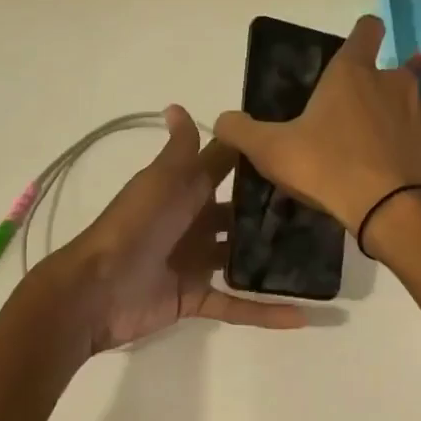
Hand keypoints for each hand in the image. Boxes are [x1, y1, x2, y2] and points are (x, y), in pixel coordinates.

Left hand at [50, 105, 307, 351]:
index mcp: (185, 190)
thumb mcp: (160, 180)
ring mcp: (195, 263)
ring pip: (243, 259)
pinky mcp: (195, 298)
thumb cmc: (134, 226)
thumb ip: (180, 150)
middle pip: (240, 215)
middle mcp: (193, 223)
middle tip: (323, 210)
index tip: (300, 148)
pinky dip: (264, 312)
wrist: (97, 289)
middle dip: (275, 212)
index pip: (226, 168)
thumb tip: (177, 105)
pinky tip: (302, 315)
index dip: (257, 158)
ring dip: (274, 260)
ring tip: (322, 258)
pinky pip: (236, 305)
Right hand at [214, 15, 420, 236]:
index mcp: (353, 73)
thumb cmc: (328, 168)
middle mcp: (395, 81)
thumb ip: (241, 131)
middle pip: (386, 74)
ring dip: (397, 120)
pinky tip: (400, 173)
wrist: (395, 211)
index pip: (365, 30)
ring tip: (378, 152)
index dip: (360, 35)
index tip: (352, 52)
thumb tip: (220, 120)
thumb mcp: (272, 151)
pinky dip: (415, 149)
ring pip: (411, 105)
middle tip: (350, 126)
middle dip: (372, 93)